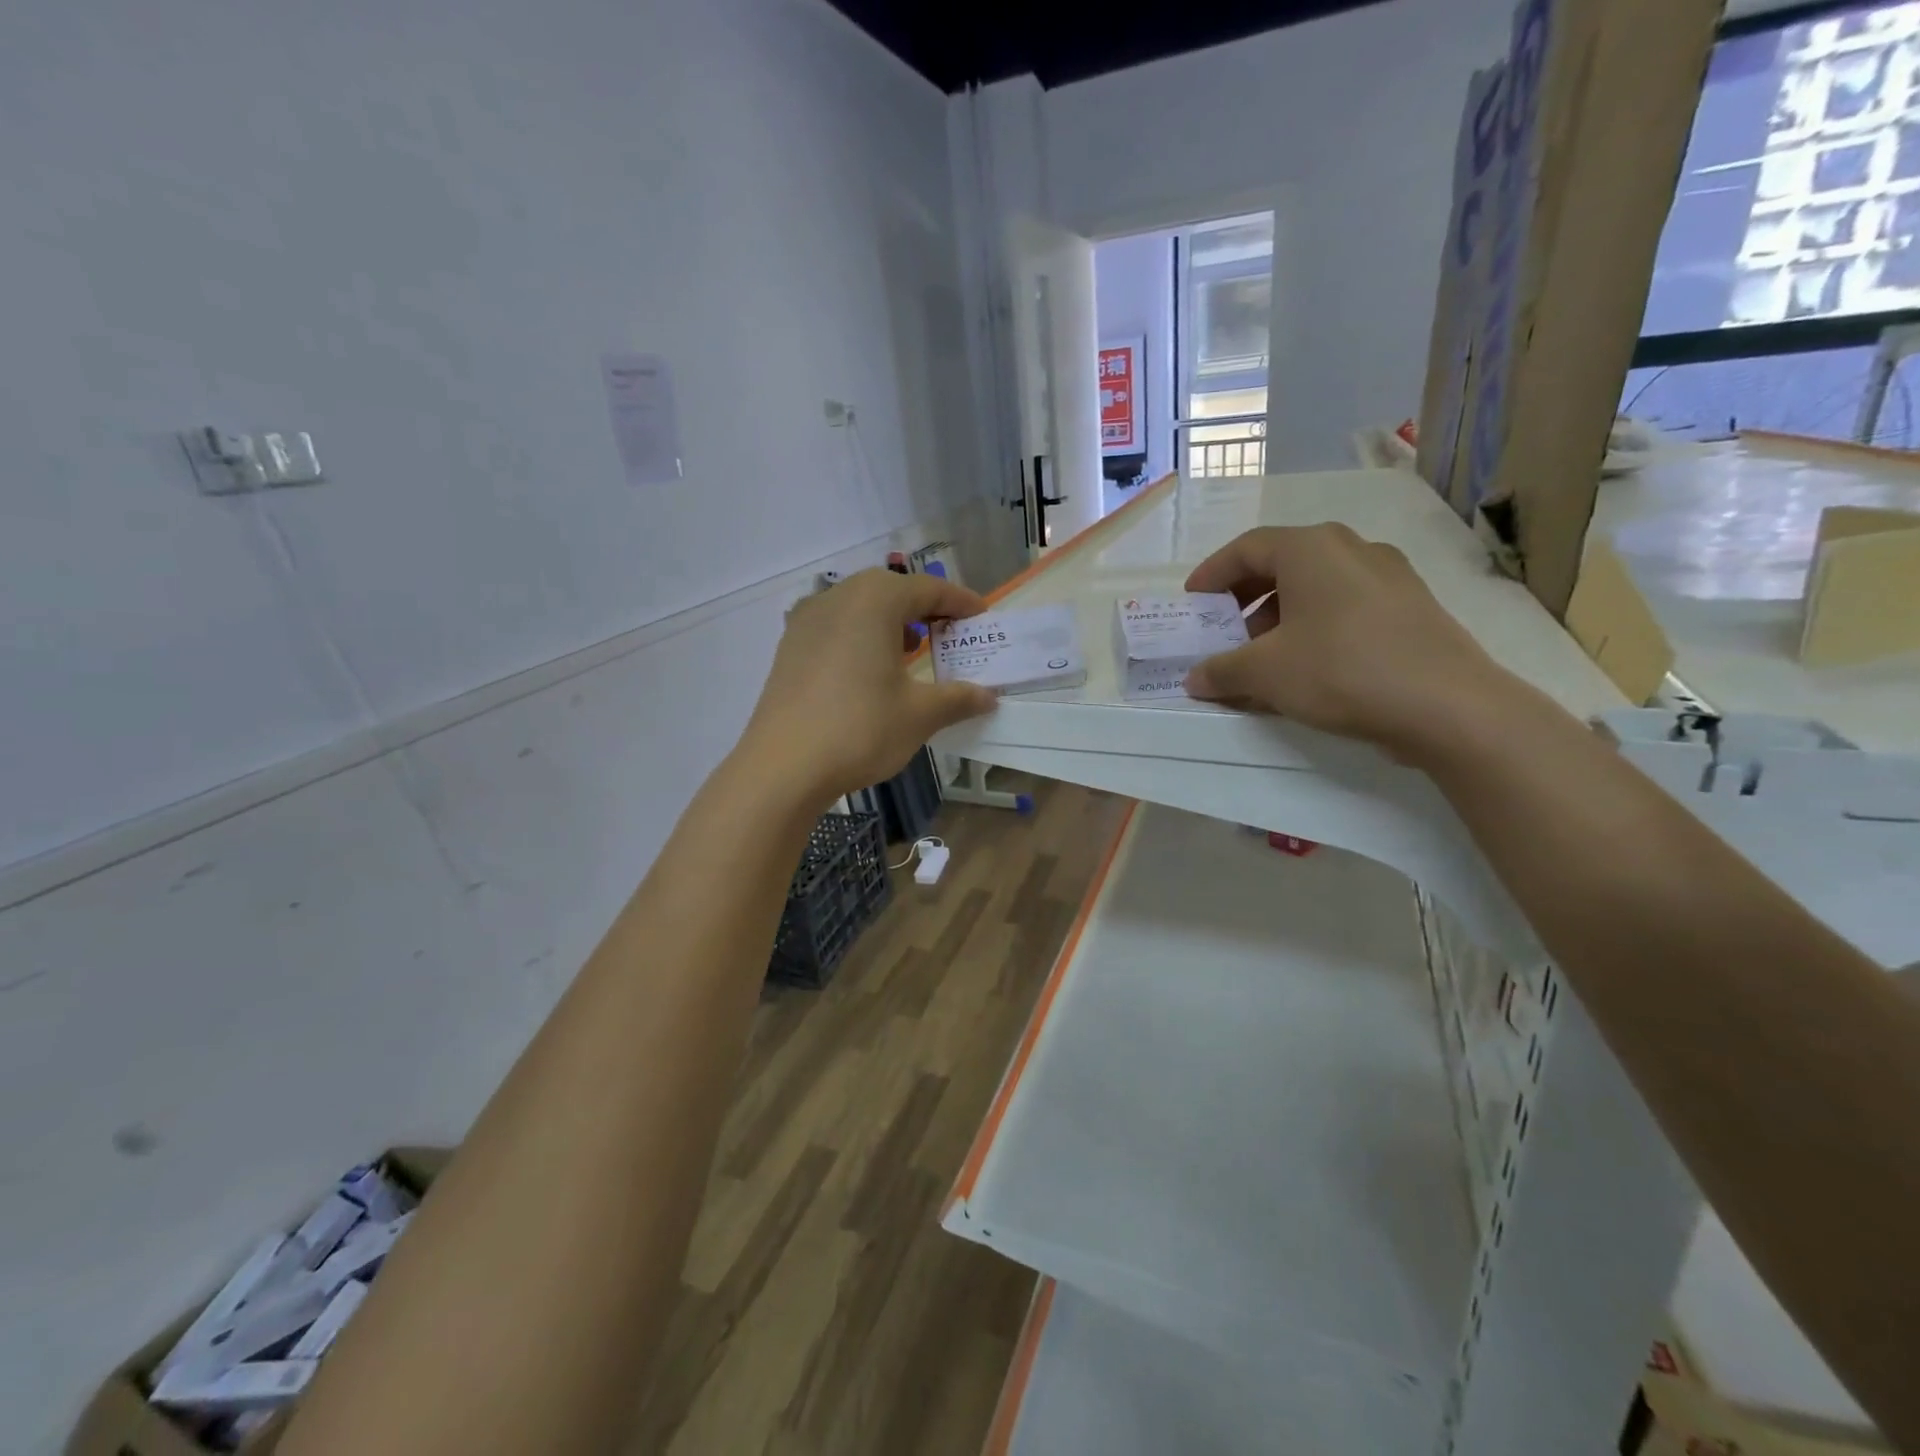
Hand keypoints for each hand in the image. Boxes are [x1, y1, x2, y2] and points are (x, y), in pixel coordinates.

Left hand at [739, 569, 997, 806]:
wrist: (783, 766)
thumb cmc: (860, 729)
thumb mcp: (920, 714)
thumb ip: (958, 698)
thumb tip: (988, 696)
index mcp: (874, 601)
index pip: (927, 589)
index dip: (959, 601)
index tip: (981, 616)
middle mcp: (837, 598)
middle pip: (890, 590)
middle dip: (924, 608)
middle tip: (949, 632)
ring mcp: (807, 620)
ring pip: (859, 606)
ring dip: (891, 620)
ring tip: (912, 649)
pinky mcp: (789, 647)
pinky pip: (835, 626)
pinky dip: (861, 635)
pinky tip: (869, 668)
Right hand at [1183, 525, 1521, 760]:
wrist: (1447, 705)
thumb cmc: (1341, 670)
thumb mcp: (1265, 673)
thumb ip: (1221, 670)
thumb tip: (1194, 678)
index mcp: (1310, 549)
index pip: (1246, 548)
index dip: (1212, 574)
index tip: (1193, 601)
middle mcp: (1351, 549)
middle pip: (1282, 563)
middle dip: (1245, 598)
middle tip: (1224, 630)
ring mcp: (1389, 576)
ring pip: (1316, 586)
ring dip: (1279, 616)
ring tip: (1263, 657)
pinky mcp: (1411, 607)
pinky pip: (1345, 606)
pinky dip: (1314, 626)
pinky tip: (1306, 667)